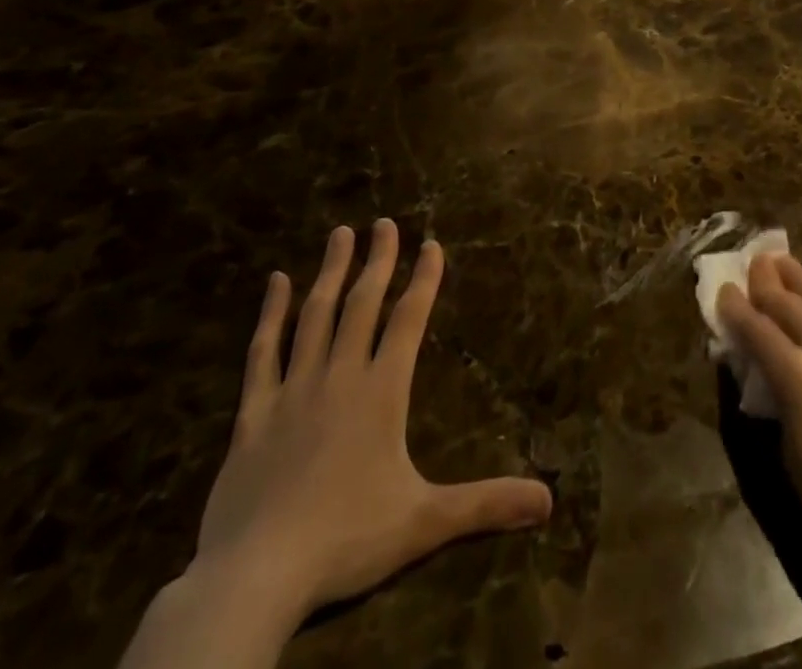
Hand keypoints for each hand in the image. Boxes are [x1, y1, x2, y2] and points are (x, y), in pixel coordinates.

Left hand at [192, 222, 552, 621]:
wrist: (254, 578)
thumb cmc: (346, 541)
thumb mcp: (425, 523)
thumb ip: (485, 505)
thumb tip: (549, 502)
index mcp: (382, 391)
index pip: (409, 319)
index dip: (424, 278)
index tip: (431, 243)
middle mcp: (340, 376)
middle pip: (363, 304)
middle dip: (378, 260)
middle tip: (384, 222)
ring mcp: (293, 390)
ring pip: (315, 316)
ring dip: (331, 272)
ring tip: (341, 233)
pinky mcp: (253, 414)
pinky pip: (262, 353)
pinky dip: (270, 314)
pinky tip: (276, 282)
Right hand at [715, 254, 801, 617]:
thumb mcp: (791, 454)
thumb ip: (777, 397)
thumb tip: (766, 367)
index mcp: (798, 376)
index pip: (756, 328)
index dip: (736, 307)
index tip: (724, 289)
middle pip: (788, 302)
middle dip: (765, 281)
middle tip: (753, 262)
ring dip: (799, 277)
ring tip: (784, 262)